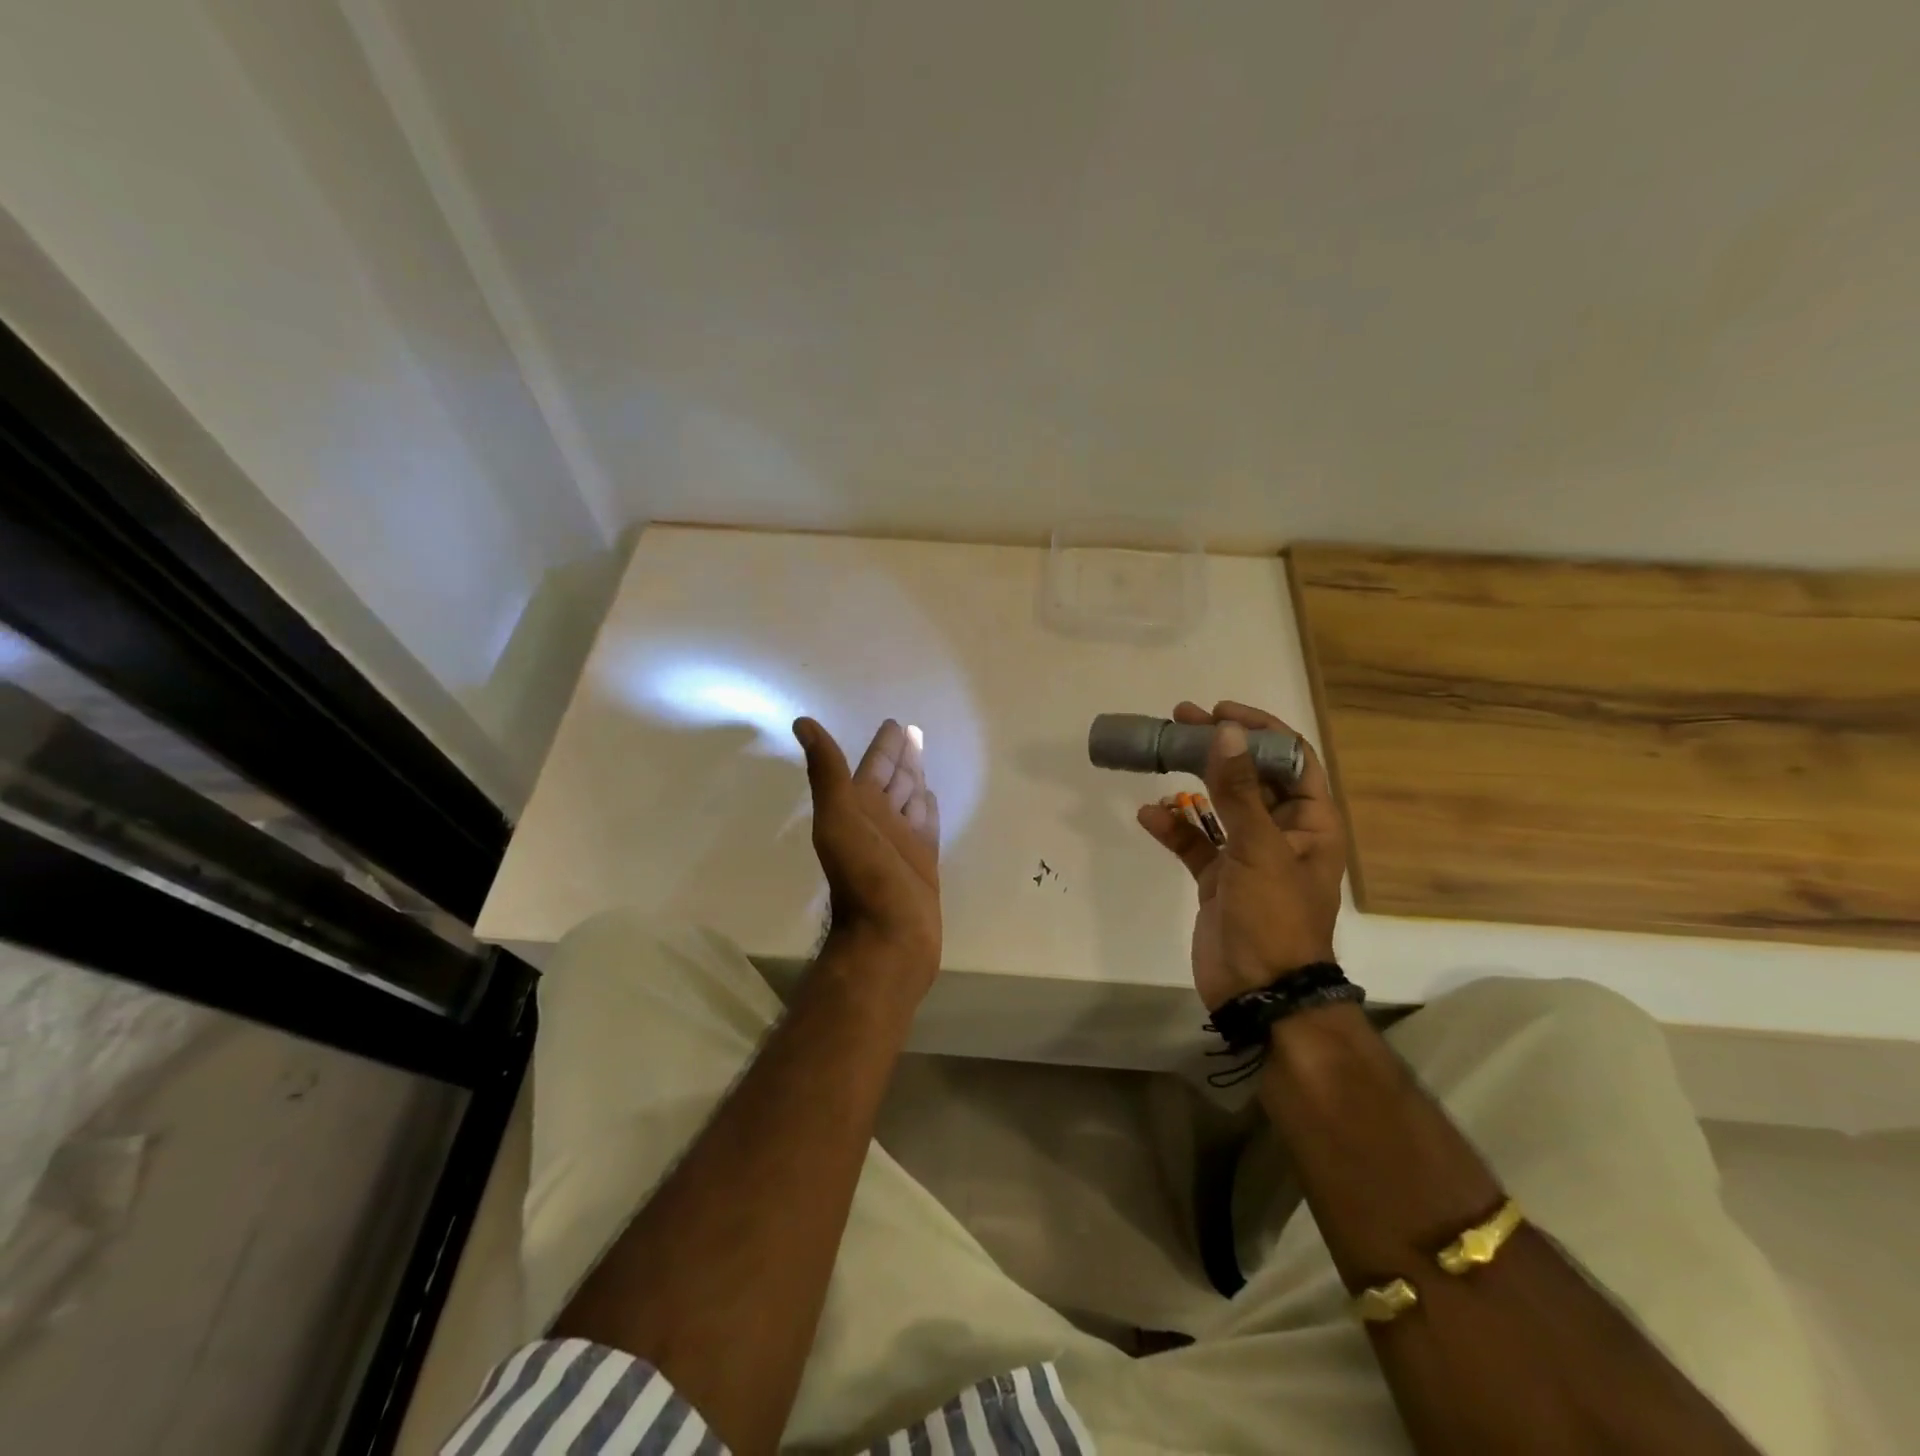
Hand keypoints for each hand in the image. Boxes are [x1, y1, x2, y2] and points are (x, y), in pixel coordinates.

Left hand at [793, 716, 941, 995]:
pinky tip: (931, 796)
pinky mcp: (923, 862)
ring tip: (923, 756)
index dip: (884, 745)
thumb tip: (801, 722)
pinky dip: (928, 808)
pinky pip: (927, 825)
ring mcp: (902, 842)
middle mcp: (879, 821)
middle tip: (913, 731)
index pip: (874, 766)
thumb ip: (826, 772)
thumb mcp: (838, 819)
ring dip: (915, 777)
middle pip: (893, 779)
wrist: (888, 938)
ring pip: (910, 799)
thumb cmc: (864, 876)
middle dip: (902, 756)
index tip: (894, 724)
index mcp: (858, 808)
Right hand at [1136, 701, 1346, 1009]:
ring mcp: (1247, 856)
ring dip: (1192, 783)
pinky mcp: (1218, 879)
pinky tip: (1148, 816)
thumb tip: (1226, 731)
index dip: (1260, 730)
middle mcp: (1282, 832)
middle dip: (1218, 749)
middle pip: (1250, 776)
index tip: (1220, 712)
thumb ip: (1239, 790)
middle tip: (1180, 721)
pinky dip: (1173, 828)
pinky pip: (1194, 843)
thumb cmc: (1274, 917)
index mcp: (1310, 822)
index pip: (1291, 759)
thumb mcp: (1259, 848)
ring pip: (1218, 806)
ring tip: (1161, 755)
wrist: (1260, 993)